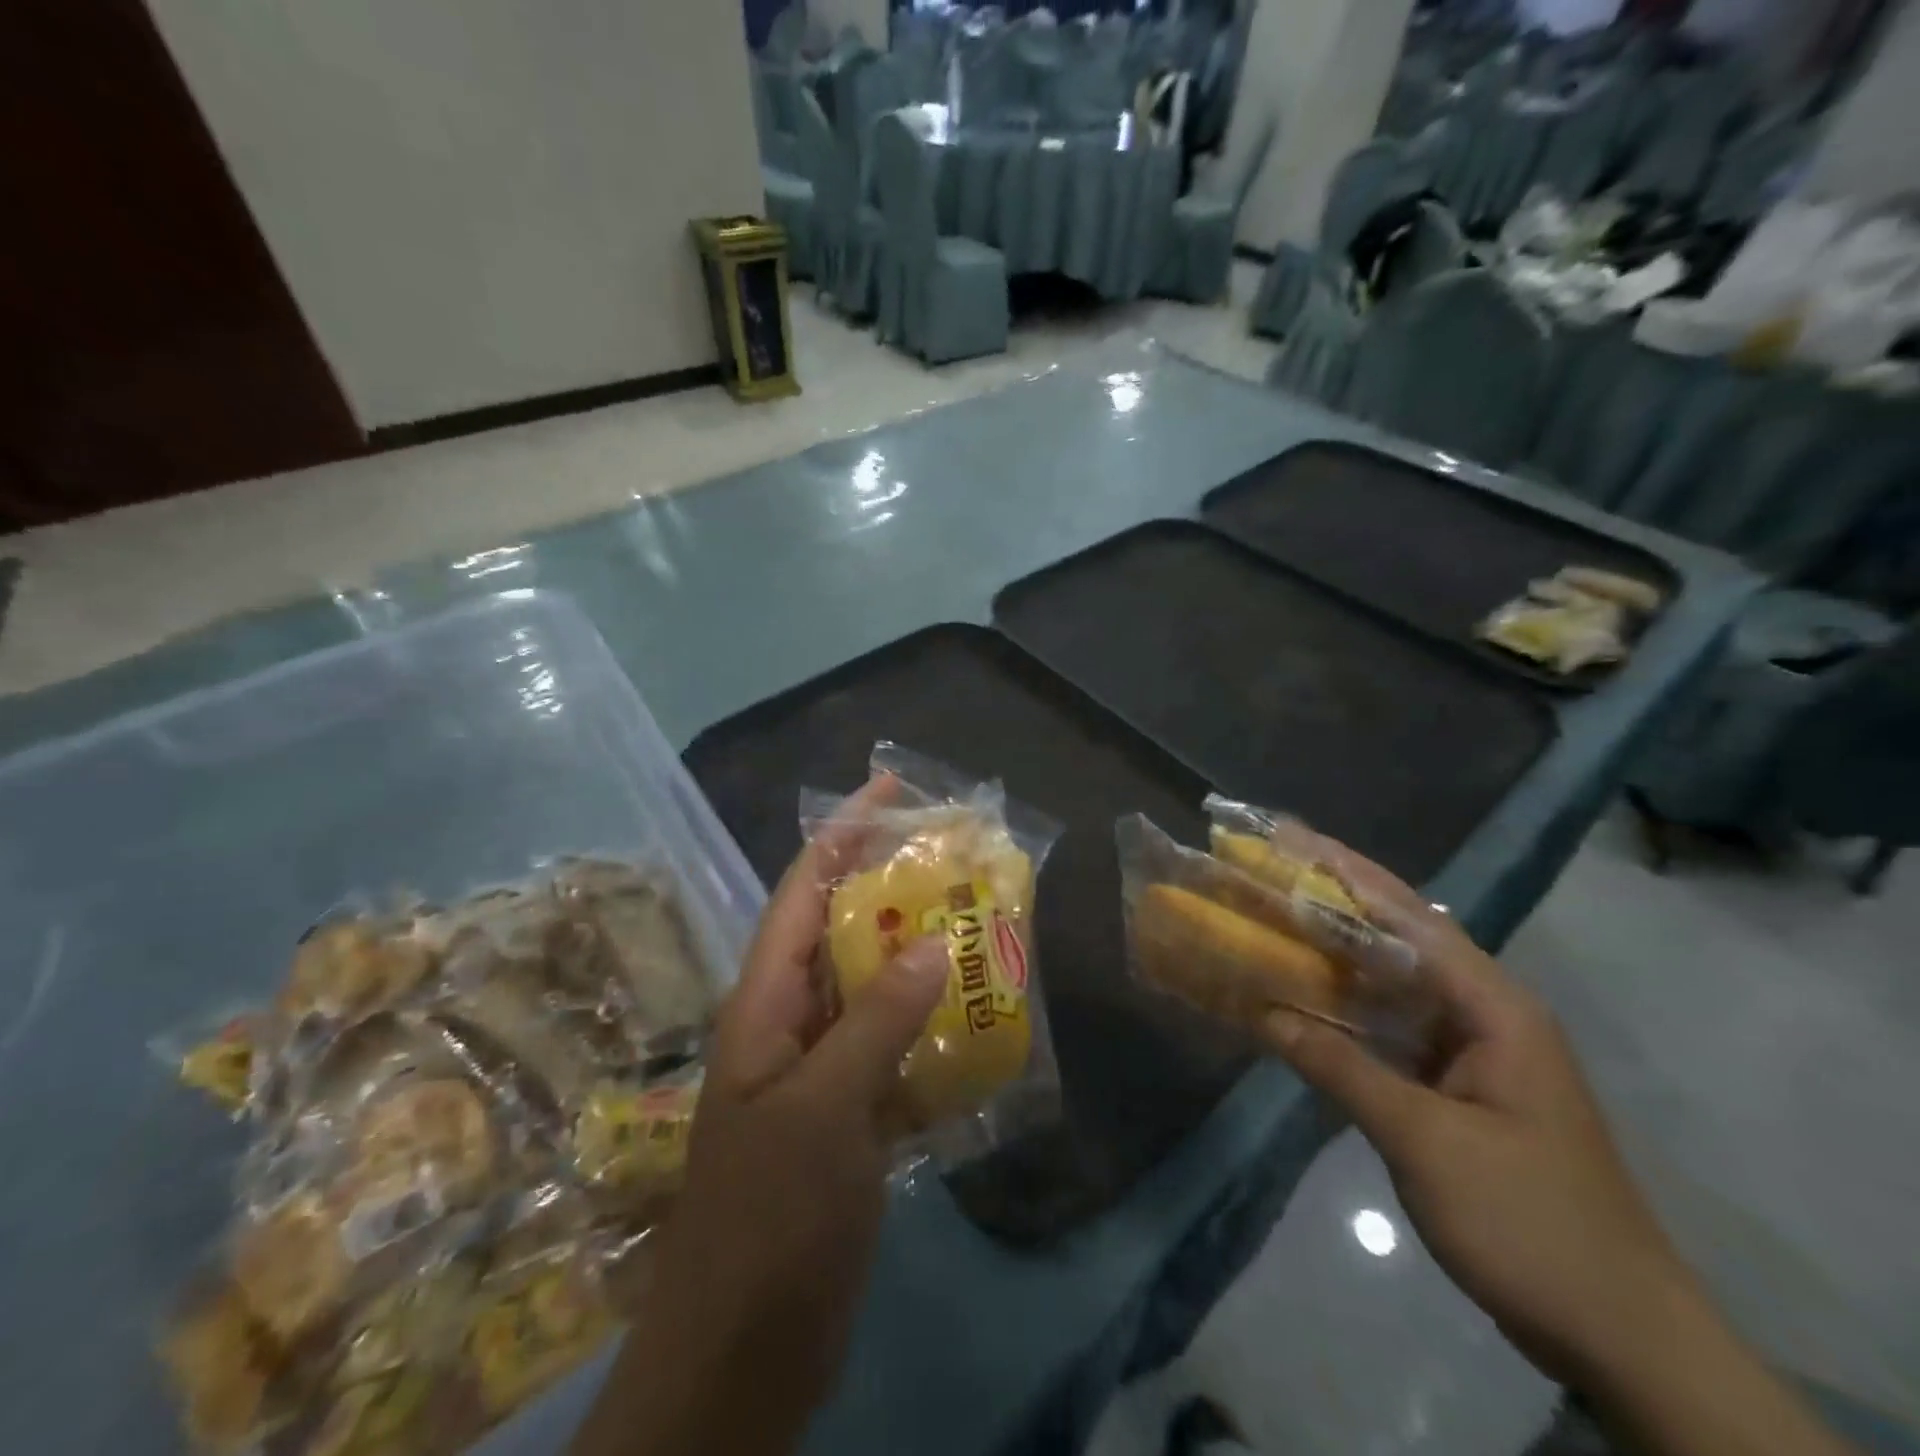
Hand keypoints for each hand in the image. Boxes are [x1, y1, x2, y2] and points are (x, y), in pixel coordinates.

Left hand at [573, 776, 946, 1455]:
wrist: (741, 1358)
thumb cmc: (769, 1221)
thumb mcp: (824, 1111)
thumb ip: (877, 1022)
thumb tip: (934, 943)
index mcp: (764, 1003)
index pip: (802, 891)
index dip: (842, 832)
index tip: (890, 786)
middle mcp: (789, 1022)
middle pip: (841, 929)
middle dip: (892, 886)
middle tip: (957, 855)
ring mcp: (819, 1070)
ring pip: (872, 987)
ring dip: (918, 954)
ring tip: (978, 920)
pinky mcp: (849, 1113)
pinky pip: (893, 1046)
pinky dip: (930, 1024)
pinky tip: (977, 1013)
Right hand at [1257, 838, 1688, 1388]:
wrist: (1619, 1333)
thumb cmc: (1529, 1222)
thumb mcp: (1425, 1141)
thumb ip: (1342, 1067)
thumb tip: (1265, 1014)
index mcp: (1494, 1007)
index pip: (1409, 917)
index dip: (1346, 873)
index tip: (1288, 839)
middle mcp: (1485, 1012)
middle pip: (1400, 936)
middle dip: (1336, 897)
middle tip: (1269, 865)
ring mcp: (1473, 1049)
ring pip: (1393, 979)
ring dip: (1337, 950)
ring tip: (1274, 915)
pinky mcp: (1458, 1085)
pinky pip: (1392, 1025)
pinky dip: (1347, 1005)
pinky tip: (1304, 995)